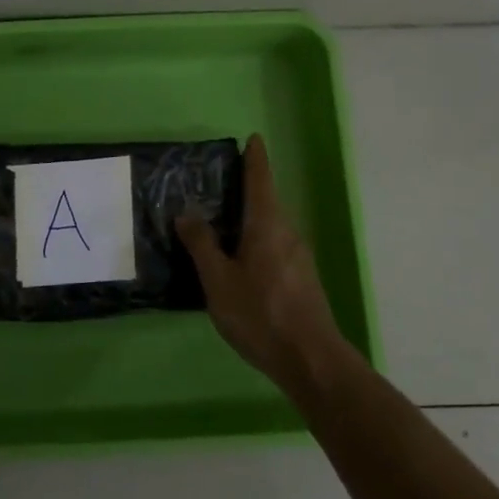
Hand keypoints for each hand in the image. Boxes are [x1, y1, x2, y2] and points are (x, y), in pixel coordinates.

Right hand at [177, 134, 346, 394]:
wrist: (311, 360)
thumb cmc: (260, 313)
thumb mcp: (218, 280)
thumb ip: (202, 245)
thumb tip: (187, 213)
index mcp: (267, 225)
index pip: (260, 180)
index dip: (255, 159)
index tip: (253, 138)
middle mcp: (287, 233)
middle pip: (266, 202)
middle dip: (246, 190)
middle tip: (218, 184)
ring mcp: (298, 258)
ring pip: (270, 227)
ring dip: (249, 219)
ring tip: (221, 223)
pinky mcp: (301, 279)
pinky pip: (274, 247)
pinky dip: (255, 241)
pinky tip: (238, 261)